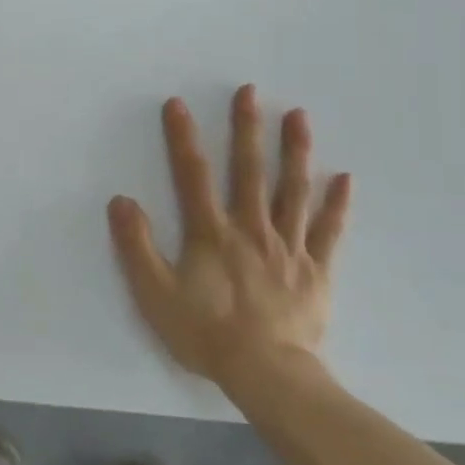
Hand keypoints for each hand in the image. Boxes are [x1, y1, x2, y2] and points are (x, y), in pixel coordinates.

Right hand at [108, 85, 351, 394]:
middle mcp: (250, 228)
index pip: (192, 175)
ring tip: (298, 116)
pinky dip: (336, 204)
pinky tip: (344, 177)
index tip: (178, 104)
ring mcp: (288, 246)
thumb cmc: (205, 333)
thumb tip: (120, 200)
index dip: (183, 138)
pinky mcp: (315, 270)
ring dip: (294, 151)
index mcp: (211, 232)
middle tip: (250, 92)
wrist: (266, 373)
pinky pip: (328, 231)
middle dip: (246, 128)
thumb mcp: (154, 294)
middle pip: (248, 170)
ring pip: (292, 190)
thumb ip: (136, 246)